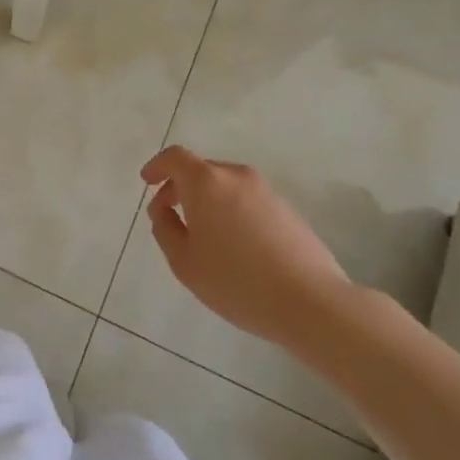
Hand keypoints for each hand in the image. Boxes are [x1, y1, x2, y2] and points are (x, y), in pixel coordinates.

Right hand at [140, 146, 352, 349]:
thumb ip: (165, 229)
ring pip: (225, 186)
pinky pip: (247, 201)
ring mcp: (266, 192)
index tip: (148, 181)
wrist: (311, 302)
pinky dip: (231, 211)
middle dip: (180, 187)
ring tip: (202, 236)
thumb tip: (163, 209)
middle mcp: (236, 177)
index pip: (175, 157)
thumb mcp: (184, 261)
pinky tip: (234, 246)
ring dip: (207, 200)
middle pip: (201, 170)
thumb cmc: (237, 281)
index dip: (157, 166)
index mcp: (206, 182)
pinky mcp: (287, 210)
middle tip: (169, 214)